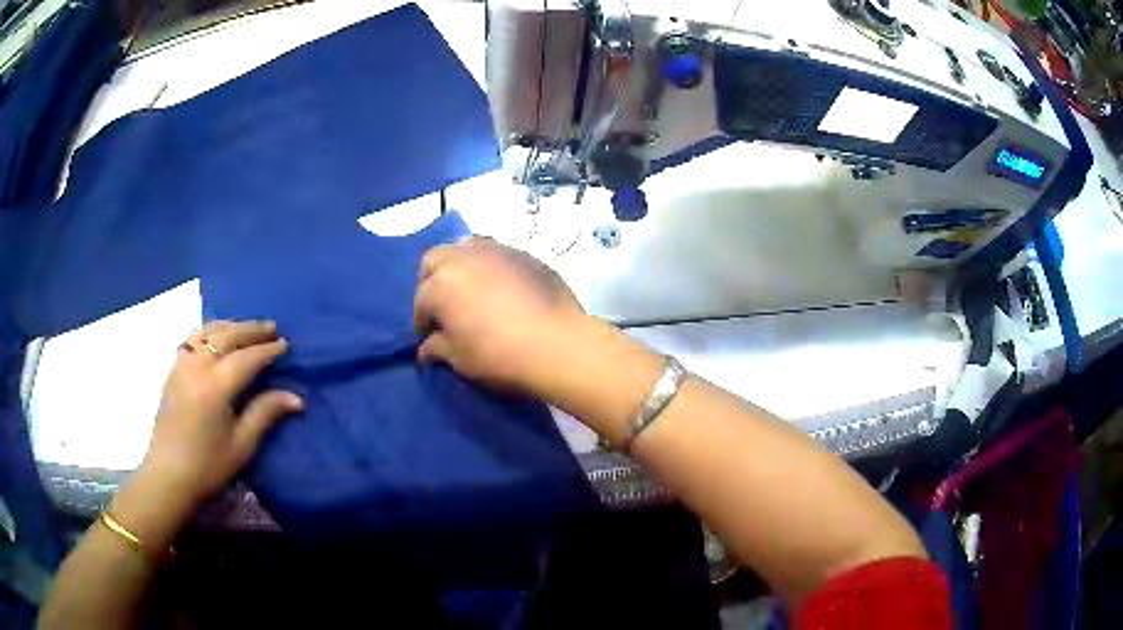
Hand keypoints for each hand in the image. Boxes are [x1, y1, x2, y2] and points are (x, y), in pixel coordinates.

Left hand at [140, 320, 302, 508]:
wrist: (168, 474)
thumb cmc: (208, 466)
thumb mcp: (241, 445)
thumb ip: (265, 414)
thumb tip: (296, 398)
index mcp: (215, 387)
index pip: (246, 358)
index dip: (267, 350)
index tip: (285, 345)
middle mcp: (196, 367)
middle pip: (227, 336)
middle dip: (251, 329)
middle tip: (272, 327)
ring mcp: (181, 365)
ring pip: (208, 331)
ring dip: (230, 326)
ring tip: (248, 328)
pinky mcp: (173, 370)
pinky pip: (194, 338)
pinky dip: (211, 331)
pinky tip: (219, 337)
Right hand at [413, 237, 586, 396]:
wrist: (558, 344)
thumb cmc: (499, 354)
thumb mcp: (460, 358)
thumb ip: (438, 348)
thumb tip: (426, 348)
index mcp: (440, 283)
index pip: (421, 300)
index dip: (422, 320)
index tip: (428, 337)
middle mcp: (464, 257)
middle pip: (435, 260)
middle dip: (432, 281)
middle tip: (443, 306)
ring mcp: (497, 251)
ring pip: (466, 247)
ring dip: (460, 265)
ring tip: (469, 290)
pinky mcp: (526, 254)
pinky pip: (498, 254)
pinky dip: (491, 267)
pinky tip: (502, 288)